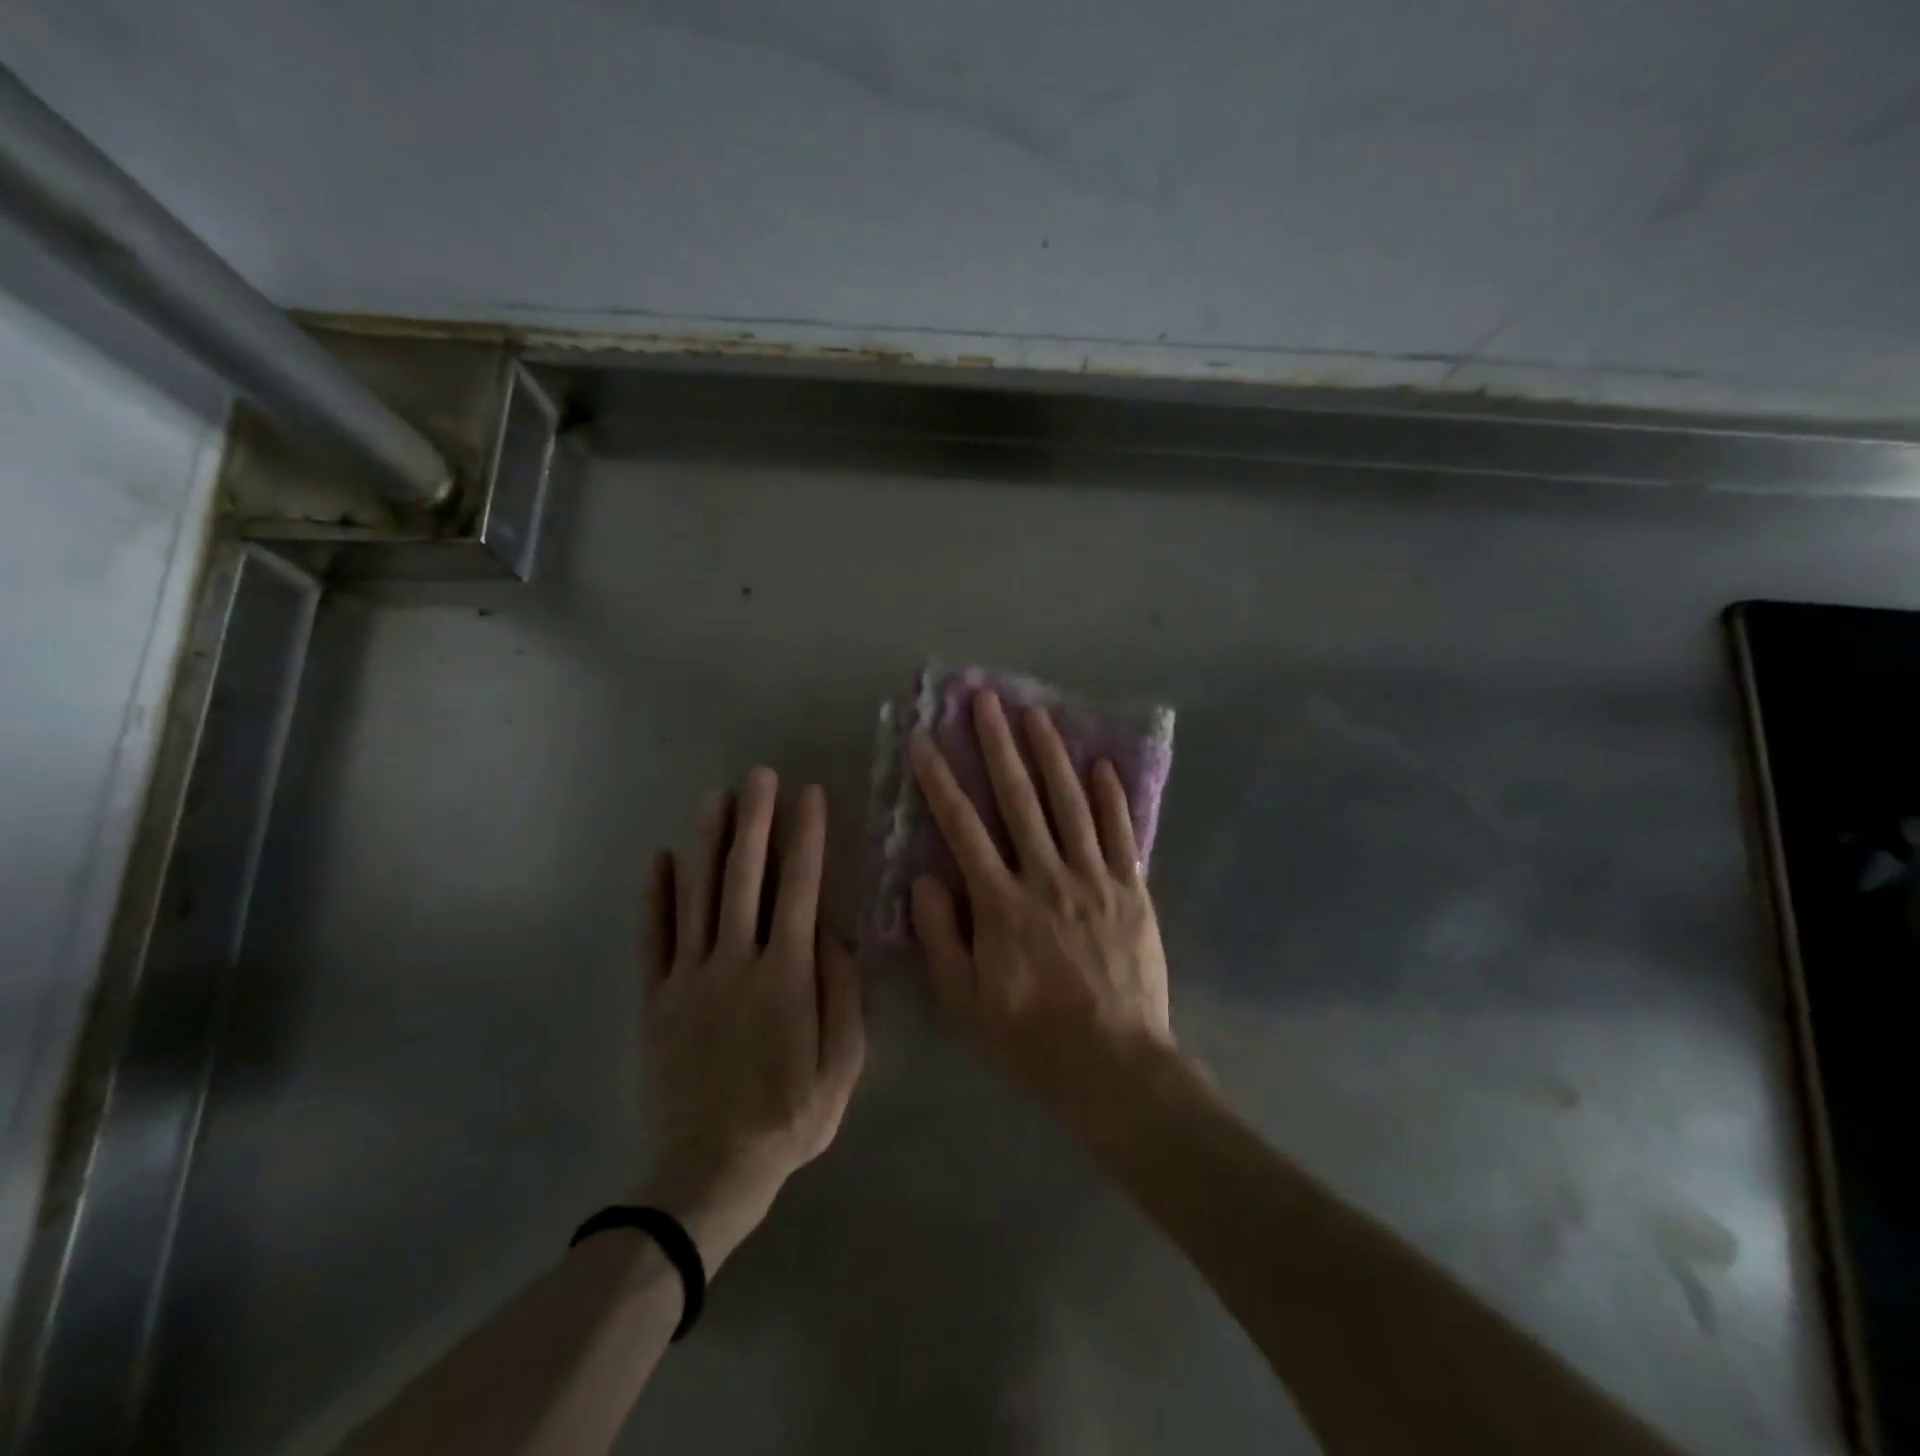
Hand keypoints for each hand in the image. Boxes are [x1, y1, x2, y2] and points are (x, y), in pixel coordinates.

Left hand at [641, 769, 865, 1270]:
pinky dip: (655, 896)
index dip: (806, 837)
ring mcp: (690, 977)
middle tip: (760, 776)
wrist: (710, 1171)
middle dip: (755, 821)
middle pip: (745, 878)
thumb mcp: (843, 1064)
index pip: (799, 887)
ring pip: (697, 896)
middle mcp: (736, 961)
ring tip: (715, 798)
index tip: (810, 796)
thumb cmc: (789, 1117)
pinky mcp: (656, 998)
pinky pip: (654, 938)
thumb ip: (843, 993)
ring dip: (707, 843)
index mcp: (786, 974)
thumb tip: (834, 934)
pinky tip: (659, 859)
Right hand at [908, 691, 1173, 1121]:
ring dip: (1050, 754)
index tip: (923, 741)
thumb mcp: (964, 1003)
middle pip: (1019, 798)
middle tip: (985, 700)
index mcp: (1001, 904)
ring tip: (1036, 714)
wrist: (1115, 1066)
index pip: (962, 828)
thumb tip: (926, 879)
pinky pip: (1119, 833)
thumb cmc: (1031, 1037)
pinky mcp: (1132, 890)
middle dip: (998, 745)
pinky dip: (1109, 797)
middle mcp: (1047, 877)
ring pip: (1069, 803)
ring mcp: (1094, 879)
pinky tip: (1100, 764)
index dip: (939, 782)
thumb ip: (941, 937)